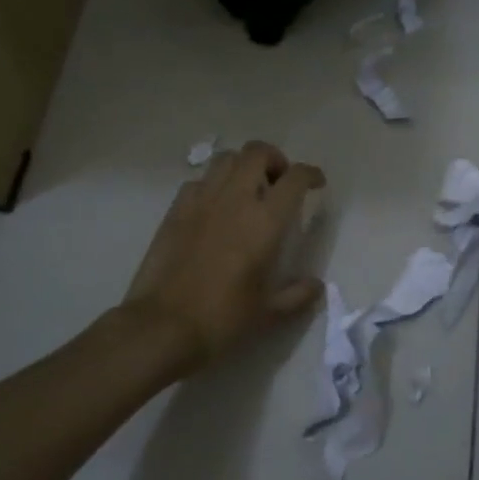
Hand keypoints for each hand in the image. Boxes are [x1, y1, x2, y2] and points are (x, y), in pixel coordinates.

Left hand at [122, 141, 325, 377]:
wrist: (162, 327)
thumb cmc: (222, 320)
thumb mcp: (269, 314)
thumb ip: (297, 296)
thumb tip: (316, 286)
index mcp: (264, 221)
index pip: (294, 179)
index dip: (310, 174)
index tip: (316, 183)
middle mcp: (235, 199)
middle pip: (257, 153)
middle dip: (274, 159)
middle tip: (279, 182)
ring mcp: (201, 200)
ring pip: (226, 159)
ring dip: (243, 166)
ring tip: (248, 189)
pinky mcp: (175, 210)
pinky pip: (199, 181)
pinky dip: (213, 184)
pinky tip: (214, 207)